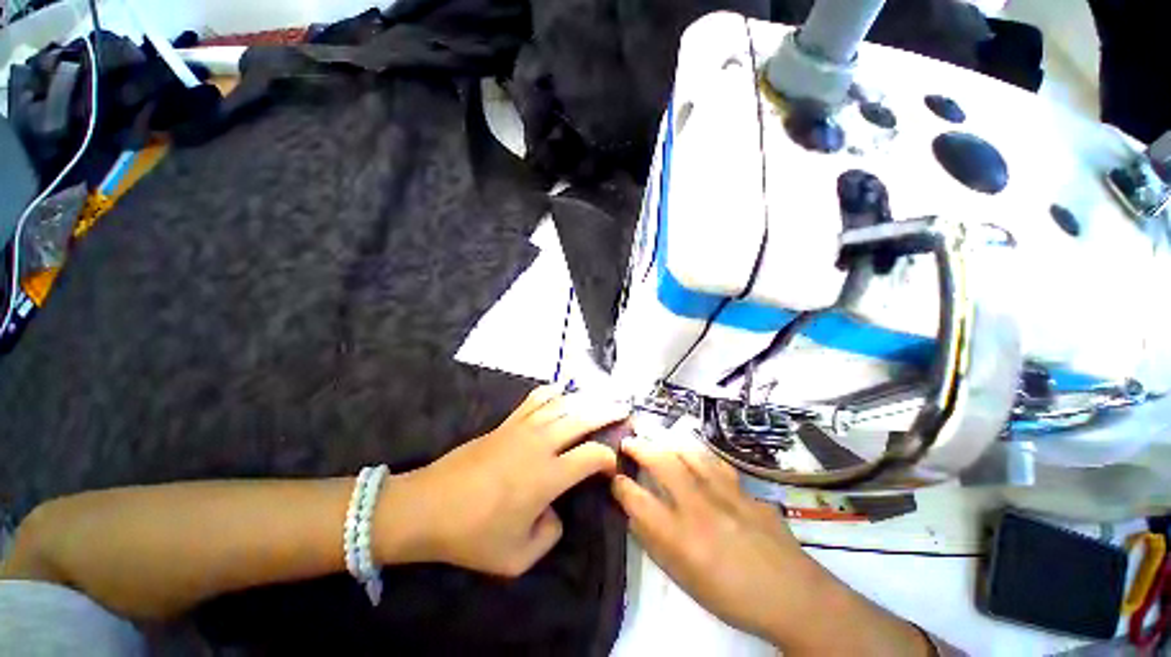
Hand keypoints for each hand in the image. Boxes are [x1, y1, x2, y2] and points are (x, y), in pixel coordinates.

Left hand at [380, 385, 628, 576]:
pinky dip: (553, 392)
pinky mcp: (507, 422)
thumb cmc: (472, 535)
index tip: (613, 465)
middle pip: (583, 418)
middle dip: (608, 412)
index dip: (609, 458)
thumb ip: (549, 535)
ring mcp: (523, 428)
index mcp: (548, 476)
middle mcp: (541, 444)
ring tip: (603, 397)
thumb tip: (556, 511)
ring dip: (586, 399)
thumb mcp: (517, 558)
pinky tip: (562, 389)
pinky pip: (535, 399)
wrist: (428, 506)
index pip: (592, 456)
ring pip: (563, 404)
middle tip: (625, 409)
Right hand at [611, 434, 810, 640]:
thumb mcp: (684, 579)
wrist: (793, 597)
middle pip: (662, 463)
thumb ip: (656, 543)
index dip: (620, 483)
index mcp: (681, 538)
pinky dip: (697, 454)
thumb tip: (634, 514)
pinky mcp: (744, 489)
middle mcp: (700, 508)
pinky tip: (691, 453)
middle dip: (639, 447)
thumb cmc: (732, 597)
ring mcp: (725, 494)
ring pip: (689, 453)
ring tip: (656, 441)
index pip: (637, 499)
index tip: (613, 476)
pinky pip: (715, 463)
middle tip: (628, 441)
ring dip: (666, 443)